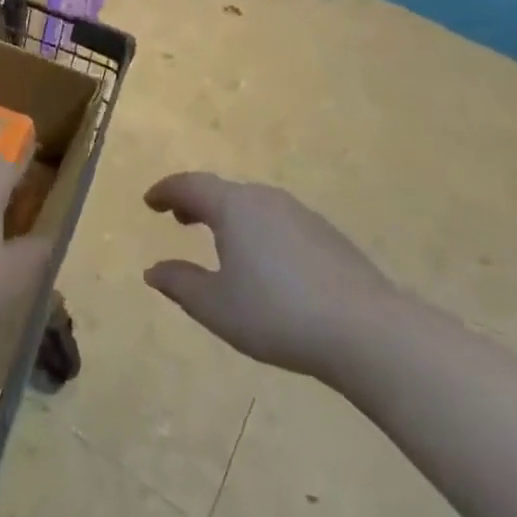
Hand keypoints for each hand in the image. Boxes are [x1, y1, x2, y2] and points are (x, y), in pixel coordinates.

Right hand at [144, 173, 401, 382]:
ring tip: (218, 241)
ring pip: (252, 205)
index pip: (190, 186)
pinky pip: (278, 220)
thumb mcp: (217, 307)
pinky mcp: (326, 235)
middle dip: (196, 202)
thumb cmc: (278, 314)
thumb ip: (180, 284)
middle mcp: (265, 199)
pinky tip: (264, 261)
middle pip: (222, 190)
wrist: (367, 330)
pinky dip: (257, 229)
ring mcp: (300, 214)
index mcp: (233, 207)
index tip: (150, 201)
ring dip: (228, 216)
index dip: (166, 191)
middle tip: (178, 219)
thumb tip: (153, 270)